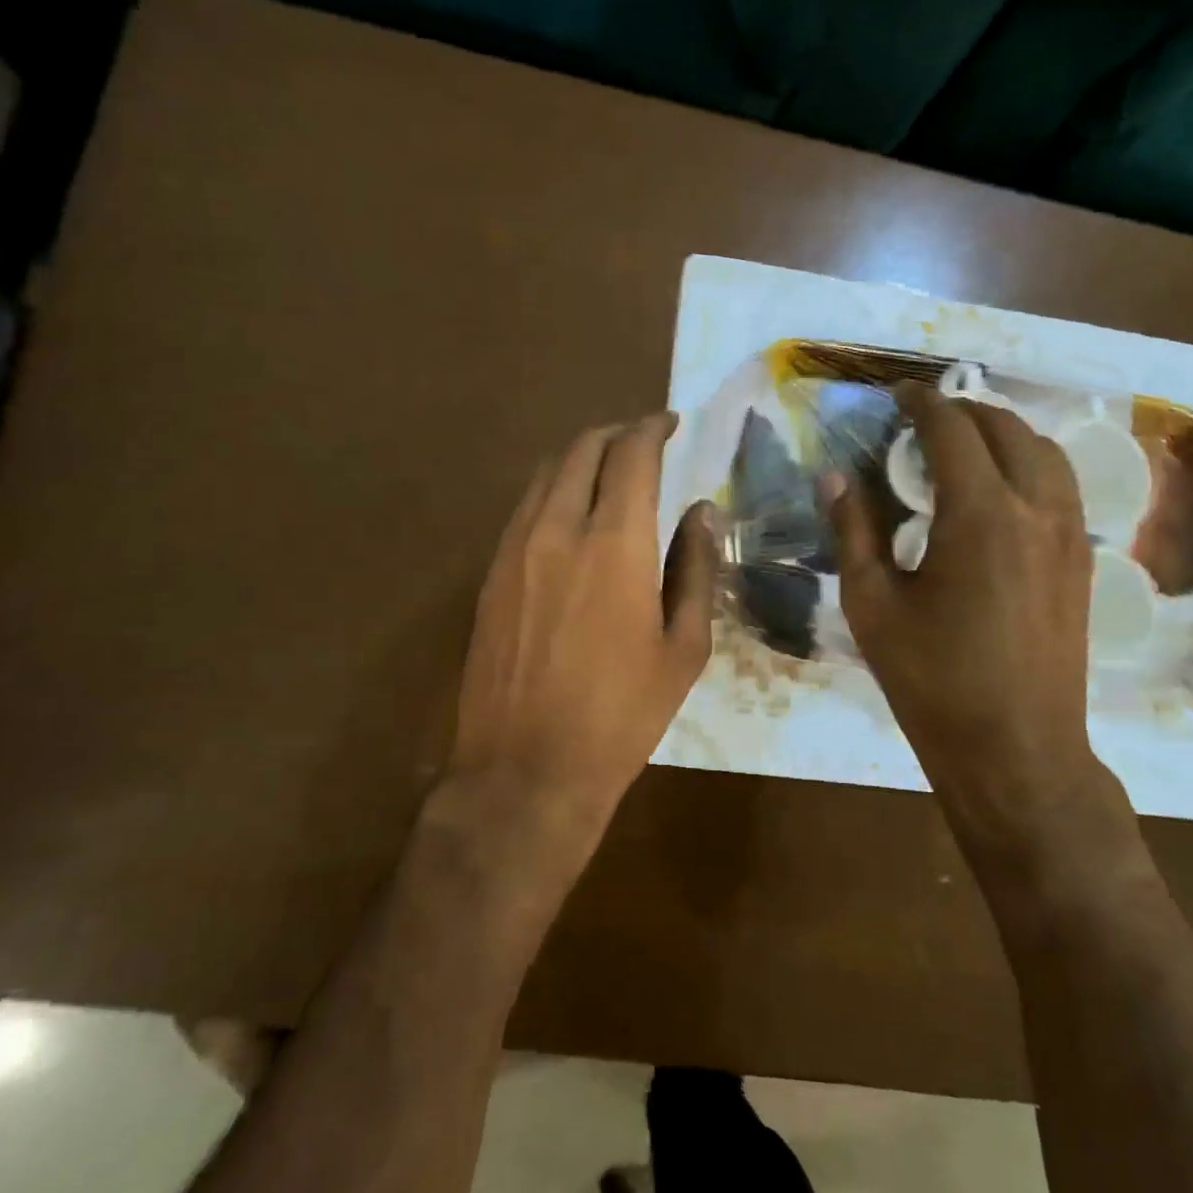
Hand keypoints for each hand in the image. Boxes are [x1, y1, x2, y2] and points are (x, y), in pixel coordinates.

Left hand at [448, 413, 717, 836]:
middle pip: (581, 450)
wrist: (526, 769)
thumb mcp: (682, 649)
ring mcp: (514, 549)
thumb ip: (695, 569)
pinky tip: (569, 516)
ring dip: (579, 458)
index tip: (671, 423)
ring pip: (544, 474)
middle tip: (642, 441)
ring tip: (607, 471)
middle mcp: (557, 529)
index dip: (653, 428)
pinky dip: (551, 491)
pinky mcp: (490, 575)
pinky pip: (522, 509)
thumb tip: (702, 512)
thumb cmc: (621, 715)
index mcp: (614, 543)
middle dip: (615, 433)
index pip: (631, 454)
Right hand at [828, 384, 1128, 848]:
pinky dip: (1029, 465)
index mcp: (979, 515)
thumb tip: (832, 477)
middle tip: (924, 417)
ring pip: (1045, 453)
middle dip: (964, 411)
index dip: (922, 403)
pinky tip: (1000, 491)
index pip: (952, 431)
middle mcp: (1035, 509)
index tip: (897, 394)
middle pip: (1007, 429)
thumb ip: (853, 531)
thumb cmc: (931, 680)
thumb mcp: (872, 605)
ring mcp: (1070, 535)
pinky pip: (1061, 487)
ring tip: (965, 443)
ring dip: (1004, 433)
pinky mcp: (1082, 562)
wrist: (1016, 750)